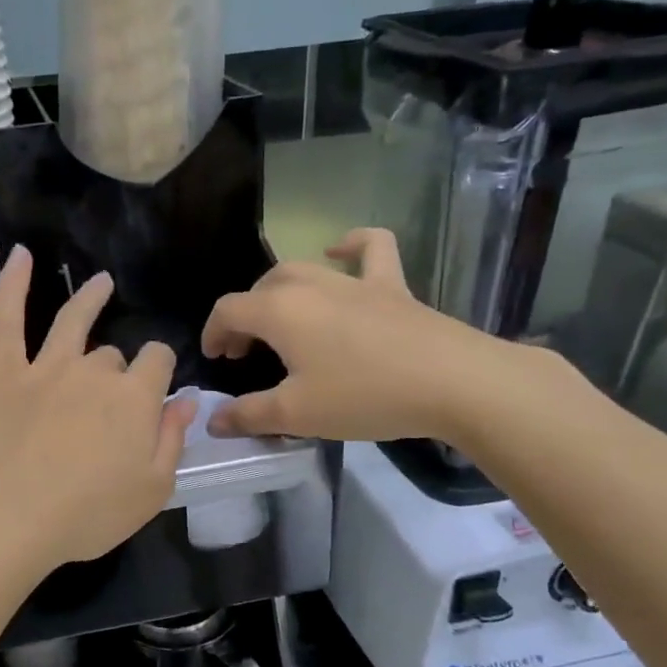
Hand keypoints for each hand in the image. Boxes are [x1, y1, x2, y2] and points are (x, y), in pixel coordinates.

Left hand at [0, 247, 193, 570]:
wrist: (6, 518)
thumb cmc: (86, 514)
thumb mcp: (152, 490)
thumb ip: (173, 440)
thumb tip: (188, 400)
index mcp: (135, 398)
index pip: (158, 363)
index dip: (160, 373)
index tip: (156, 393)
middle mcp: (95, 372)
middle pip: (113, 356)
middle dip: (118, 372)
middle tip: (107, 408)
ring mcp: (46, 368)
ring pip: (73, 322)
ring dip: (89, 299)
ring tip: (101, 283)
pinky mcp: (4, 374)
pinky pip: (7, 319)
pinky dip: (13, 285)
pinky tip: (21, 255)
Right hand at [201, 228, 537, 442]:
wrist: (453, 382)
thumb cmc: (365, 396)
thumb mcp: (297, 414)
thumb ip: (249, 415)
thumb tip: (214, 421)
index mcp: (280, 311)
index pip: (228, 310)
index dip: (212, 333)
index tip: (216, 360)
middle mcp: (310, 285)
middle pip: (261, 288)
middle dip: (244, 317)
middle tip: (244, 351)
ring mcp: (354, 281)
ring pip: (302, 268)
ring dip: (279, 289)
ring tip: (278, 316)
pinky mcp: (392, 285)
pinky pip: (370, 248)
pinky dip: (350, 244)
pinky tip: (339, 251)